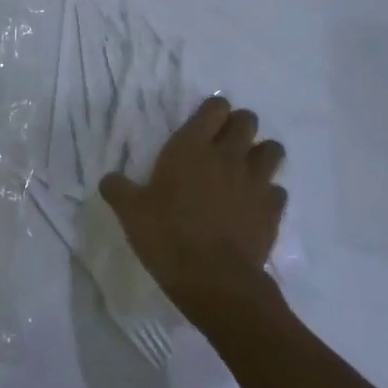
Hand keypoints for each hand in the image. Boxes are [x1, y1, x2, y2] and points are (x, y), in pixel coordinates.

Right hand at [100, 96, 286, 323]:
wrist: (214, 279)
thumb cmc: (167, 236)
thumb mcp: (129, 212)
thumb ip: (118, 189)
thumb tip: (109, 179)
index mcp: (190, 148)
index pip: (214, 108)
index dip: (212, 109)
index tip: (204, 122)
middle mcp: (227, 156)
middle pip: (247, 121)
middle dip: (239, 125)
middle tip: (224, 142)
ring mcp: (255, 182)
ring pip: (272, 150)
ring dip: (261, 154)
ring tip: (245, 168)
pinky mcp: (272, 210)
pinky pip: (277, 190)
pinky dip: (268, 193)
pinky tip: (253, 205)